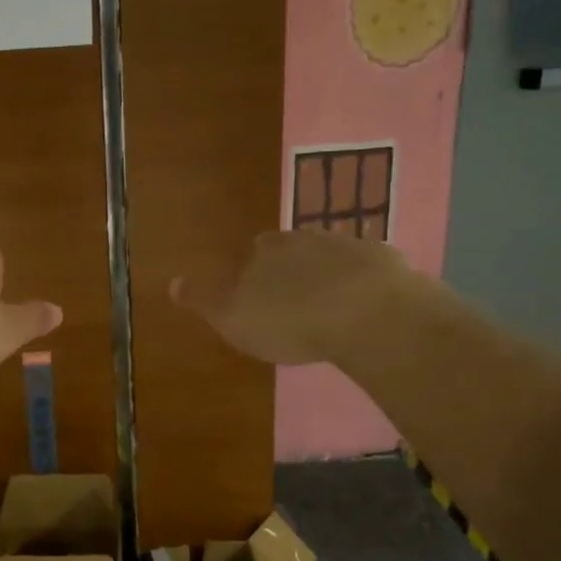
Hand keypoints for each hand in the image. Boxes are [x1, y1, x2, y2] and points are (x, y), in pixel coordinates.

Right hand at [170, 228, 417, 366]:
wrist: (369, 314)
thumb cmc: (290, 320)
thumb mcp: (233, 318)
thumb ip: (204, 299)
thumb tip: (171, 282)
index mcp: (266, 251)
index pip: (255, 251)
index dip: (256, 271)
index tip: (259, 293)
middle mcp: (306, 239)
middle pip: (295, 248)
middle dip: (294, 267)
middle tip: (295, 297)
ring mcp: (350, 247)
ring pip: (334, 256)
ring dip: (331, 274)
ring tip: (332, 304)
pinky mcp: (390, 264)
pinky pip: (372, 272)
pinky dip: (367, 285)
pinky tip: (370, 308)